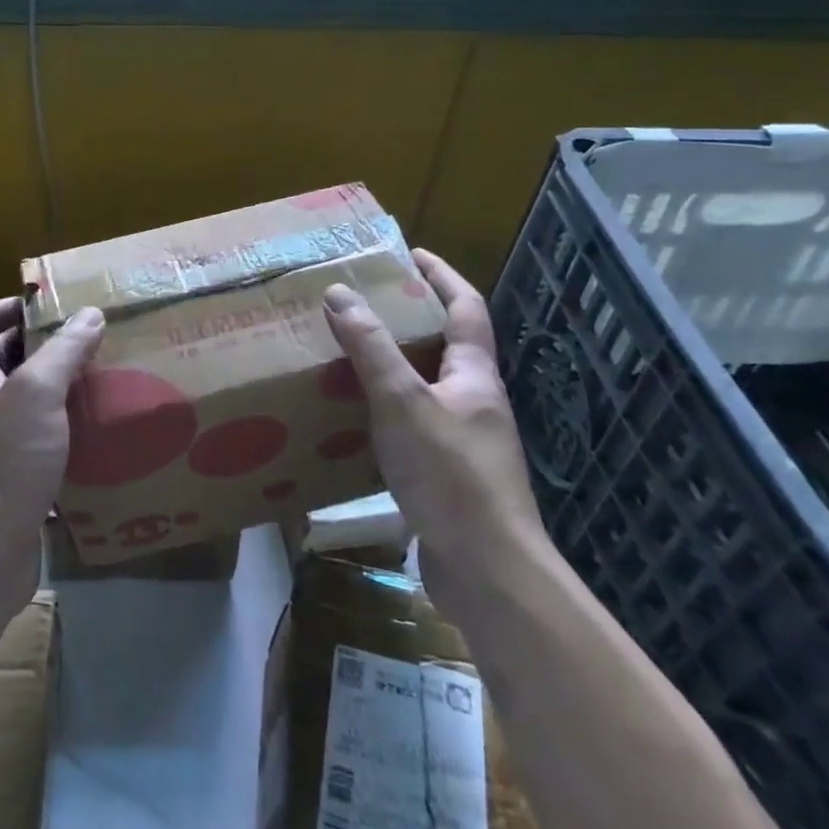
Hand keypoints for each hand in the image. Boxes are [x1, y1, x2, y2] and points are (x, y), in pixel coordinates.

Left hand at [0, 297, 105, 575]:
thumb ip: (63, 352)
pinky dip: (66, 435)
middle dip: (35, 349)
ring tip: (98, 380)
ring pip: (24, 407)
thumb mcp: (37, 394)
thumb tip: (89, 314)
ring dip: (56, 391)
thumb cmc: (4, 464)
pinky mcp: (17, 485)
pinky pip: (42, 446)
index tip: (33, 307)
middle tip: (81, 341)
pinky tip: (99, 434)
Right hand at [322, 249, 543, 565]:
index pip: (465, 307)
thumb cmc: (451, 476)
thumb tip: (340, 292)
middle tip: (362, 304)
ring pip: (425, 389)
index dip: (440, 276)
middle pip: (445, 346)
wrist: (488, 573)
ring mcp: (464, 442)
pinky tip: (354, 421)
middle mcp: (474, 403)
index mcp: (474, 376)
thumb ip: (371, 348)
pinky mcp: (446, 476)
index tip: (409, 254)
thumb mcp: (403, 403)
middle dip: (408, 320)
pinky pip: (412, 427)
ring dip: (392, 368)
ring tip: (348, 355)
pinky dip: (384, 412)